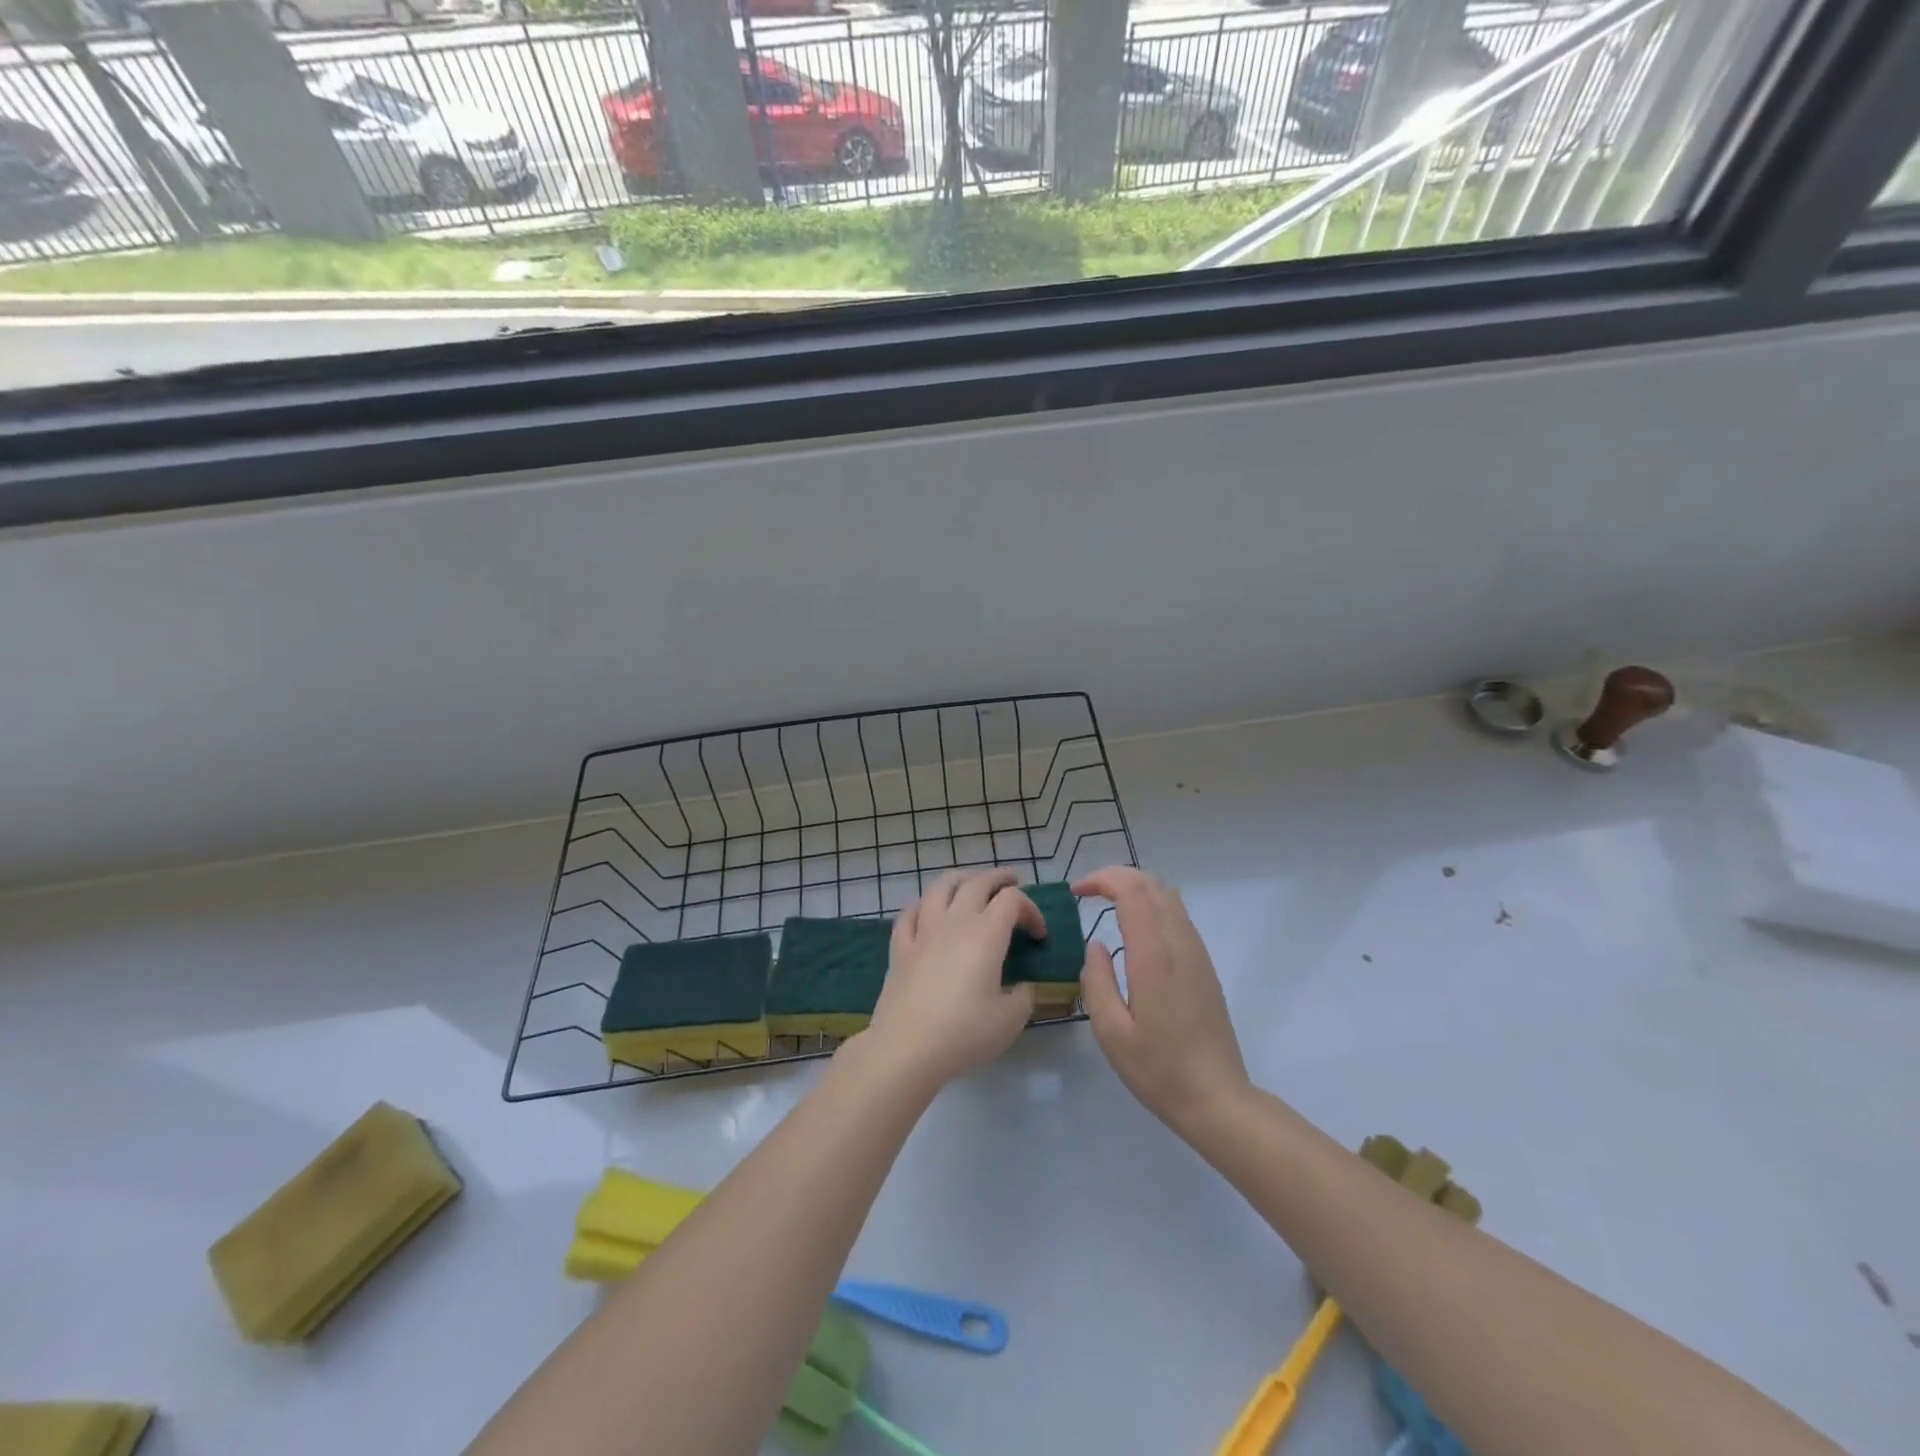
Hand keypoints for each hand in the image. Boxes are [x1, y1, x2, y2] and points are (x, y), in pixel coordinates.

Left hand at [861, 869, 1042, 1091]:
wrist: (907, 1047)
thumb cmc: (964, 1032)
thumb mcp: (1010, 1020)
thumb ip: (1023, 997)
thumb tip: (1021, 988)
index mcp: (986, 933)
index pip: (1012, 901)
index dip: (1031, 909)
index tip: (1038, 934)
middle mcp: (955, 922)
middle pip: (977, 882)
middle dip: (998, 878)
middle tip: (1011, 882)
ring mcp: (923, 931)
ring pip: (940, 886)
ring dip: (960, 878)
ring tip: (970, 882)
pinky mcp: (900, 947)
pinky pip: (909, 912)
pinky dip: (923, 903)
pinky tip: (927, 909)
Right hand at [1074, 866, 1249, 1136]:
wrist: (1217, 1099)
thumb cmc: (1158, 1069)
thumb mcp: (1111, 1031)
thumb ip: (1096, 981)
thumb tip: (1095, 945)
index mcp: (1155, 956)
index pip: (1132, 890)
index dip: (1102, 879)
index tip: (1076, 892)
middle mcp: (1180, 944)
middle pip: (1152, 884)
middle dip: (1117, 876)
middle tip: (1087, 892)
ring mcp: (1197, 953)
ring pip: (1169, 896)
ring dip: (1136, 888)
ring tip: (1107, 903)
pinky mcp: (1204, 965)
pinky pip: (1178, 916)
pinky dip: (1152, 905)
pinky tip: (1134, 929)